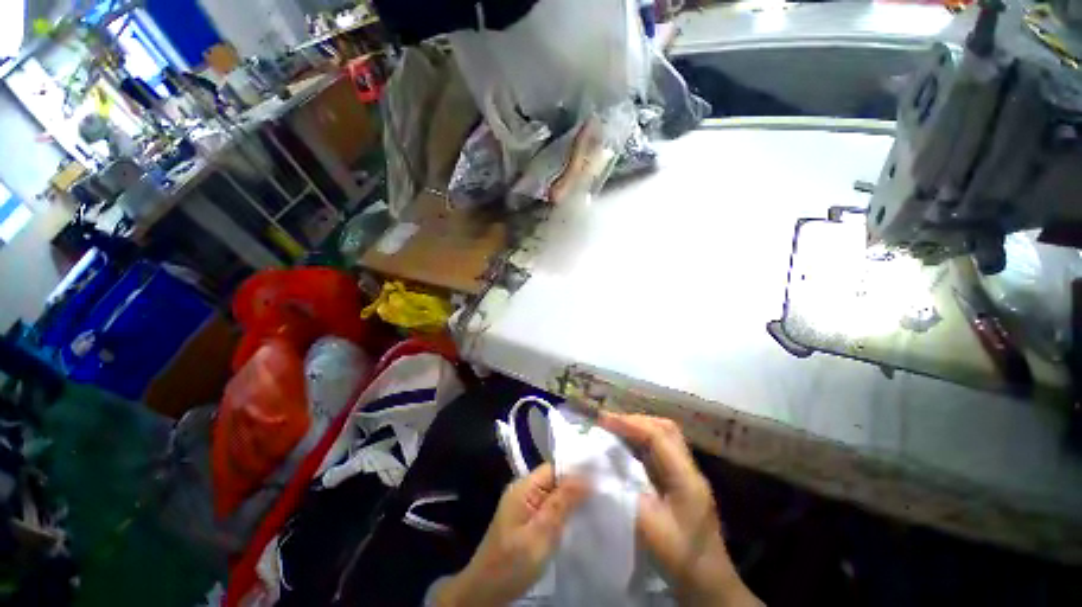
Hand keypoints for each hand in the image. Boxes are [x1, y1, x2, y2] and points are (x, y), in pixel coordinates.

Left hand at [435, 463, 587, 606]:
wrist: (484, 592)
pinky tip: (577, 520)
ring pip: (554, 494)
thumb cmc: (512, 563)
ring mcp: (524, 505)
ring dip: (571, 500)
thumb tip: (586, 477)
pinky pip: (549, 507)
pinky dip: (563, 512)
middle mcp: (524, 490)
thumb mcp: (541, 534)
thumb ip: (562, 503)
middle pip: (555, 479)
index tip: (600, 480)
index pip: (554, 468)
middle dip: (576, 487)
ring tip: (596, 506)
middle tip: (602, 495)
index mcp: (524, 487)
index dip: (575, 472)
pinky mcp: (526, 519)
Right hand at [600, 413, 760, 606]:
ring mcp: (687, 475)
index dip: (629, 423)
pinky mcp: (680, 482)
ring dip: (638, 429)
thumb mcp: (650, 531)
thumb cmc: (681, 560)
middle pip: (664, 429)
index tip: (602, 421)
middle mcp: (689, 469)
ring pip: (663, 437)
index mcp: (686, 477)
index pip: (658, 436)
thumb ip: (624, 495)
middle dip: (635, 421)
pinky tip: (625, 449)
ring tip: (613, 431)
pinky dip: (640, 443)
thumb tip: (600, 469)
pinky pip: (659, 451)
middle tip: (608, 423)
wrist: (710, 586)